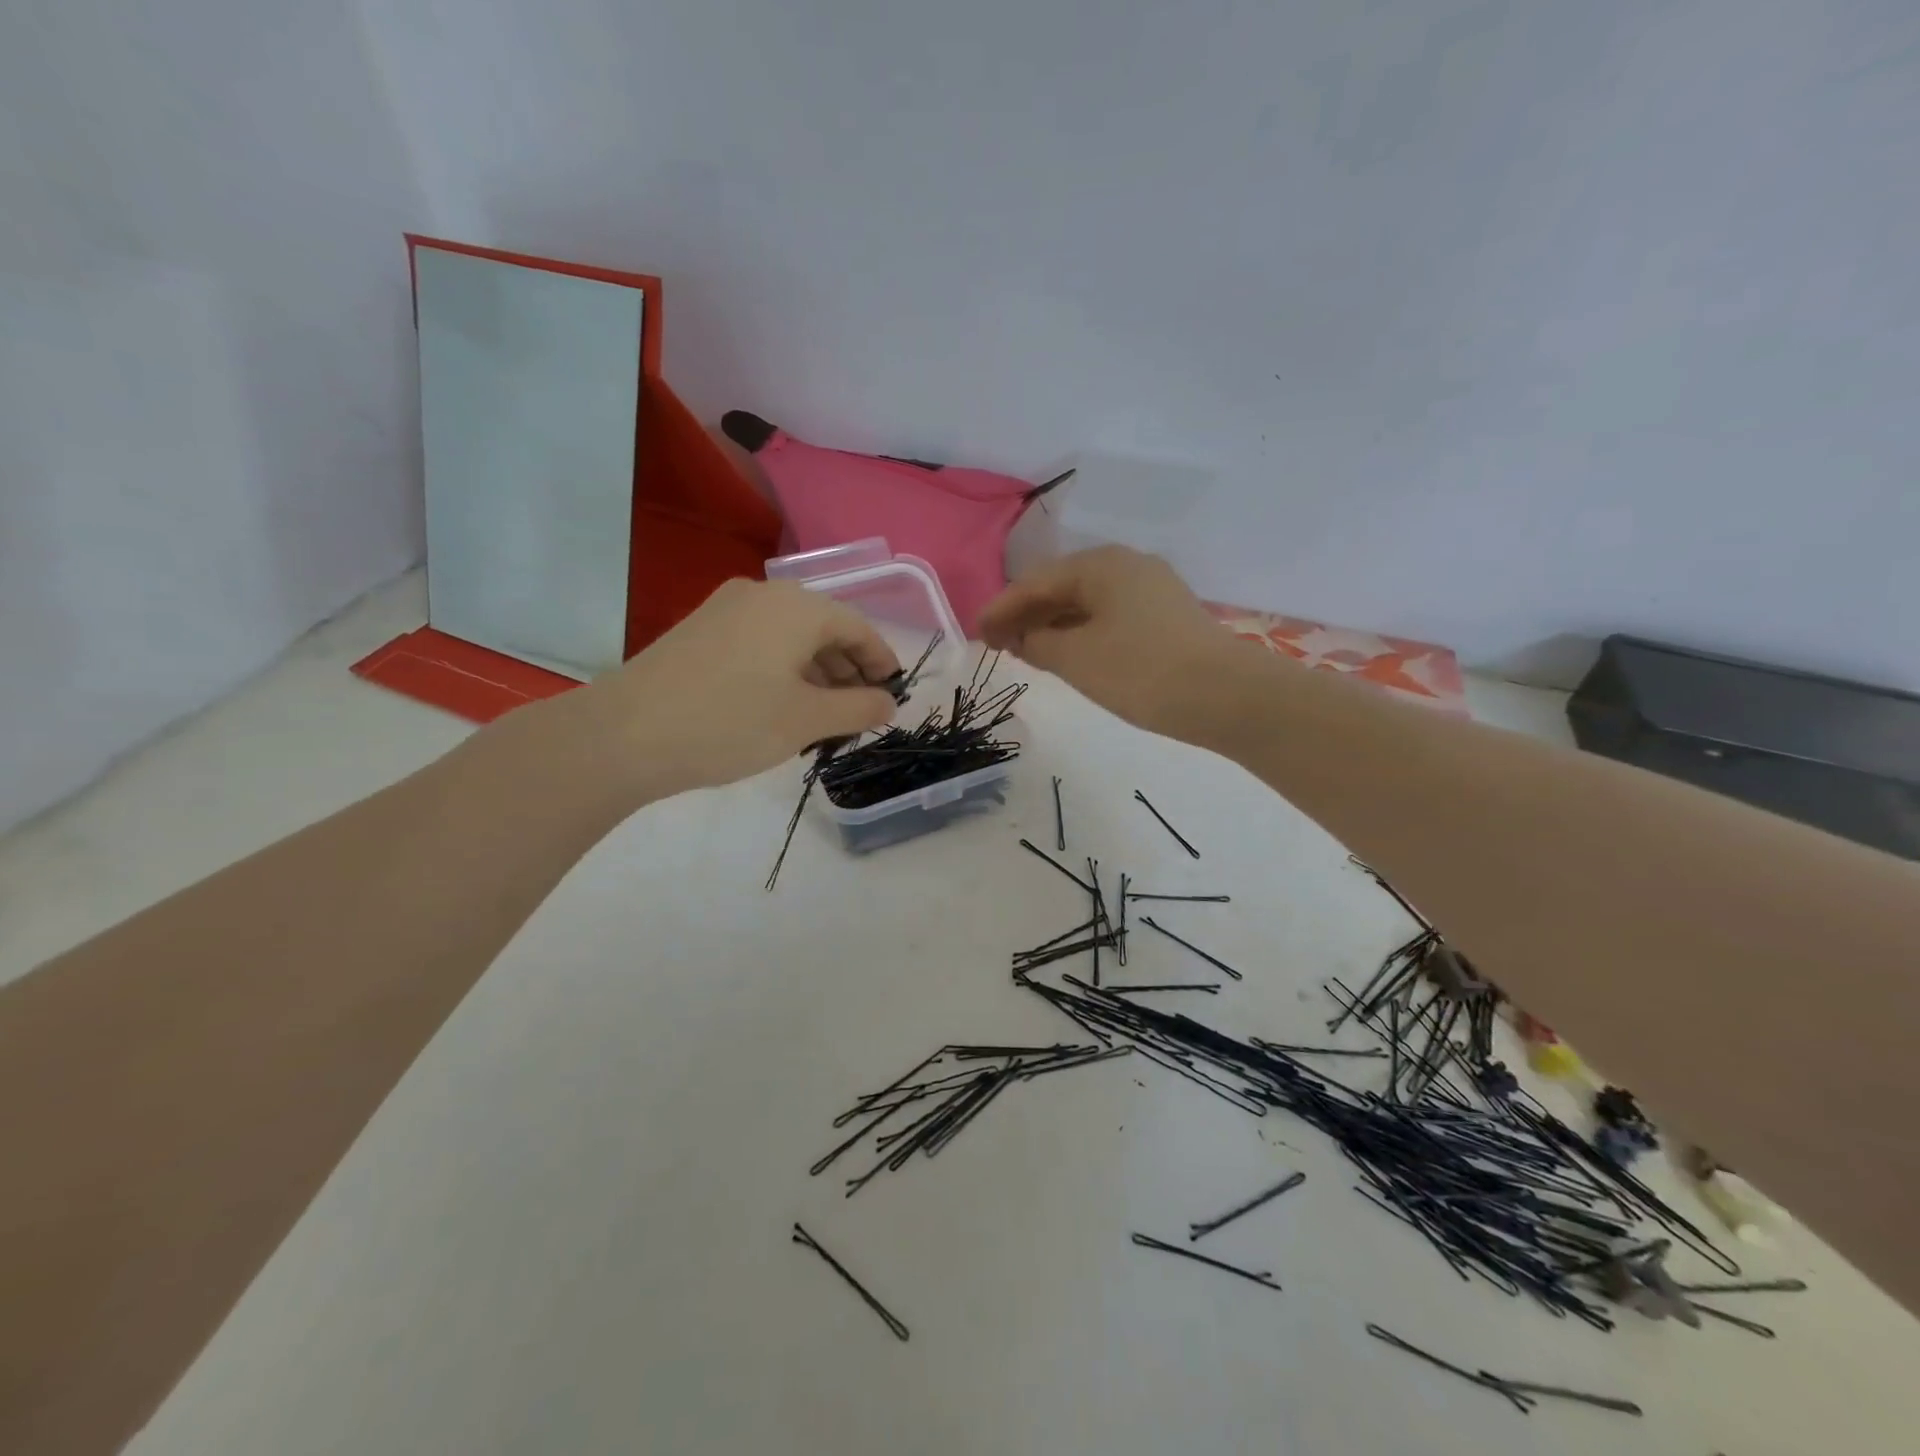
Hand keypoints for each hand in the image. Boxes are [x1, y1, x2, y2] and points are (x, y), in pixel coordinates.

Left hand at [573, 578, 900, 800]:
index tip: (894, 694)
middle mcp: (763, 594)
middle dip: (848, 670)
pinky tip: (782, 706)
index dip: (882, 661)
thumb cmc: (731, 722)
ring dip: (816, 673)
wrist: (624, 734)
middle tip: (861, 712)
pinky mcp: (700, 631)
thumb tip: (888, 702)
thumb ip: (859, 708)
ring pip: (790, 637)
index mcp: (797, 606)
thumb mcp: (807, 720)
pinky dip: (784, 670)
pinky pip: (760, 643)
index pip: (858, 627)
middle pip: (824, 628)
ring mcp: (726, 609)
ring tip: (825, 717)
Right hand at [979, 546, 1244, 735]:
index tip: (976, 634)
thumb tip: (1020, 636)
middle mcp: (1127, 565)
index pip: (1035, 582)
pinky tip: (1070, 654)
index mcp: (1101, 564)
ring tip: (1028, 652)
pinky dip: (1082, 632)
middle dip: (1027, 615)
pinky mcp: (1167, 616)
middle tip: (998, 644)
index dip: (1001, 608)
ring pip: (1087, 603)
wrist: (1227, 697)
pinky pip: (1109, 616)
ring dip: (1054, 625)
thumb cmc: (1142, 671)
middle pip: (1062, 586)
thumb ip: (1037, 643)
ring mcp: (1152, 589)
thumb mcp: (1077, 659)